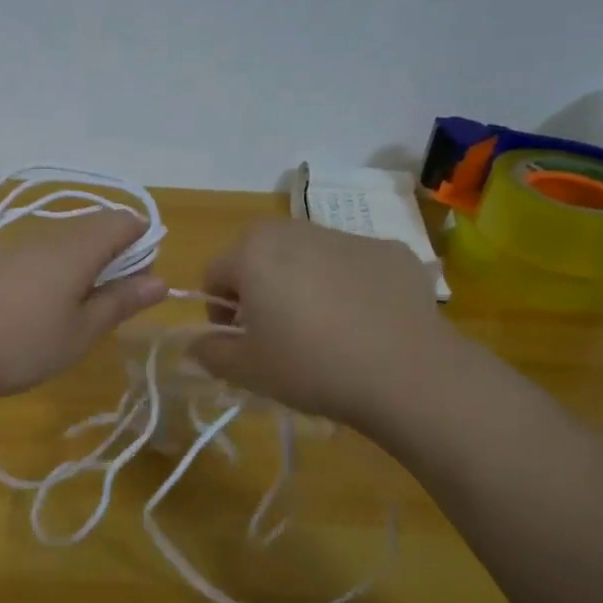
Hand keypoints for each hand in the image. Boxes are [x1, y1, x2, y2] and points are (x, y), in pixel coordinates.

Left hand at [0, 210, 167, 408]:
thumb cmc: (24, 343)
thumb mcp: (83, 331)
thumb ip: (122, 301)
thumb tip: (161, 279)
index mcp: (78, 247)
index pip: (124, 221)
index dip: (144, 242)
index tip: (144, 282)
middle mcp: (51, 237)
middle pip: (98, 228)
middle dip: (119, 256)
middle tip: (119, 303)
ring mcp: (23, 248)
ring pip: (72, 242)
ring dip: (91, 266)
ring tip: (90, 310)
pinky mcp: (4, 265)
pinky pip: (49, 255)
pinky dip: (65, 272)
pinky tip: (56, 308)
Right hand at [190, 217, 456, 434]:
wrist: (408, 373)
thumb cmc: (311, 366)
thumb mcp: (246, 370)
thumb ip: (209, 351)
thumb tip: (195, 342)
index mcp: (253, 252)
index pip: (215, 274)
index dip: (219, 310)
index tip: (240, 341)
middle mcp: (295, 230)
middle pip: (260, 254)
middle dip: (259, 287)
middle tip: (277, 331)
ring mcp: (347, 236)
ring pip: (307, 255)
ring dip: (302, 282)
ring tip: (324, 328)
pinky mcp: (390, 250)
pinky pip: (352, 264)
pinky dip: (348, 285)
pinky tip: (365, 323)